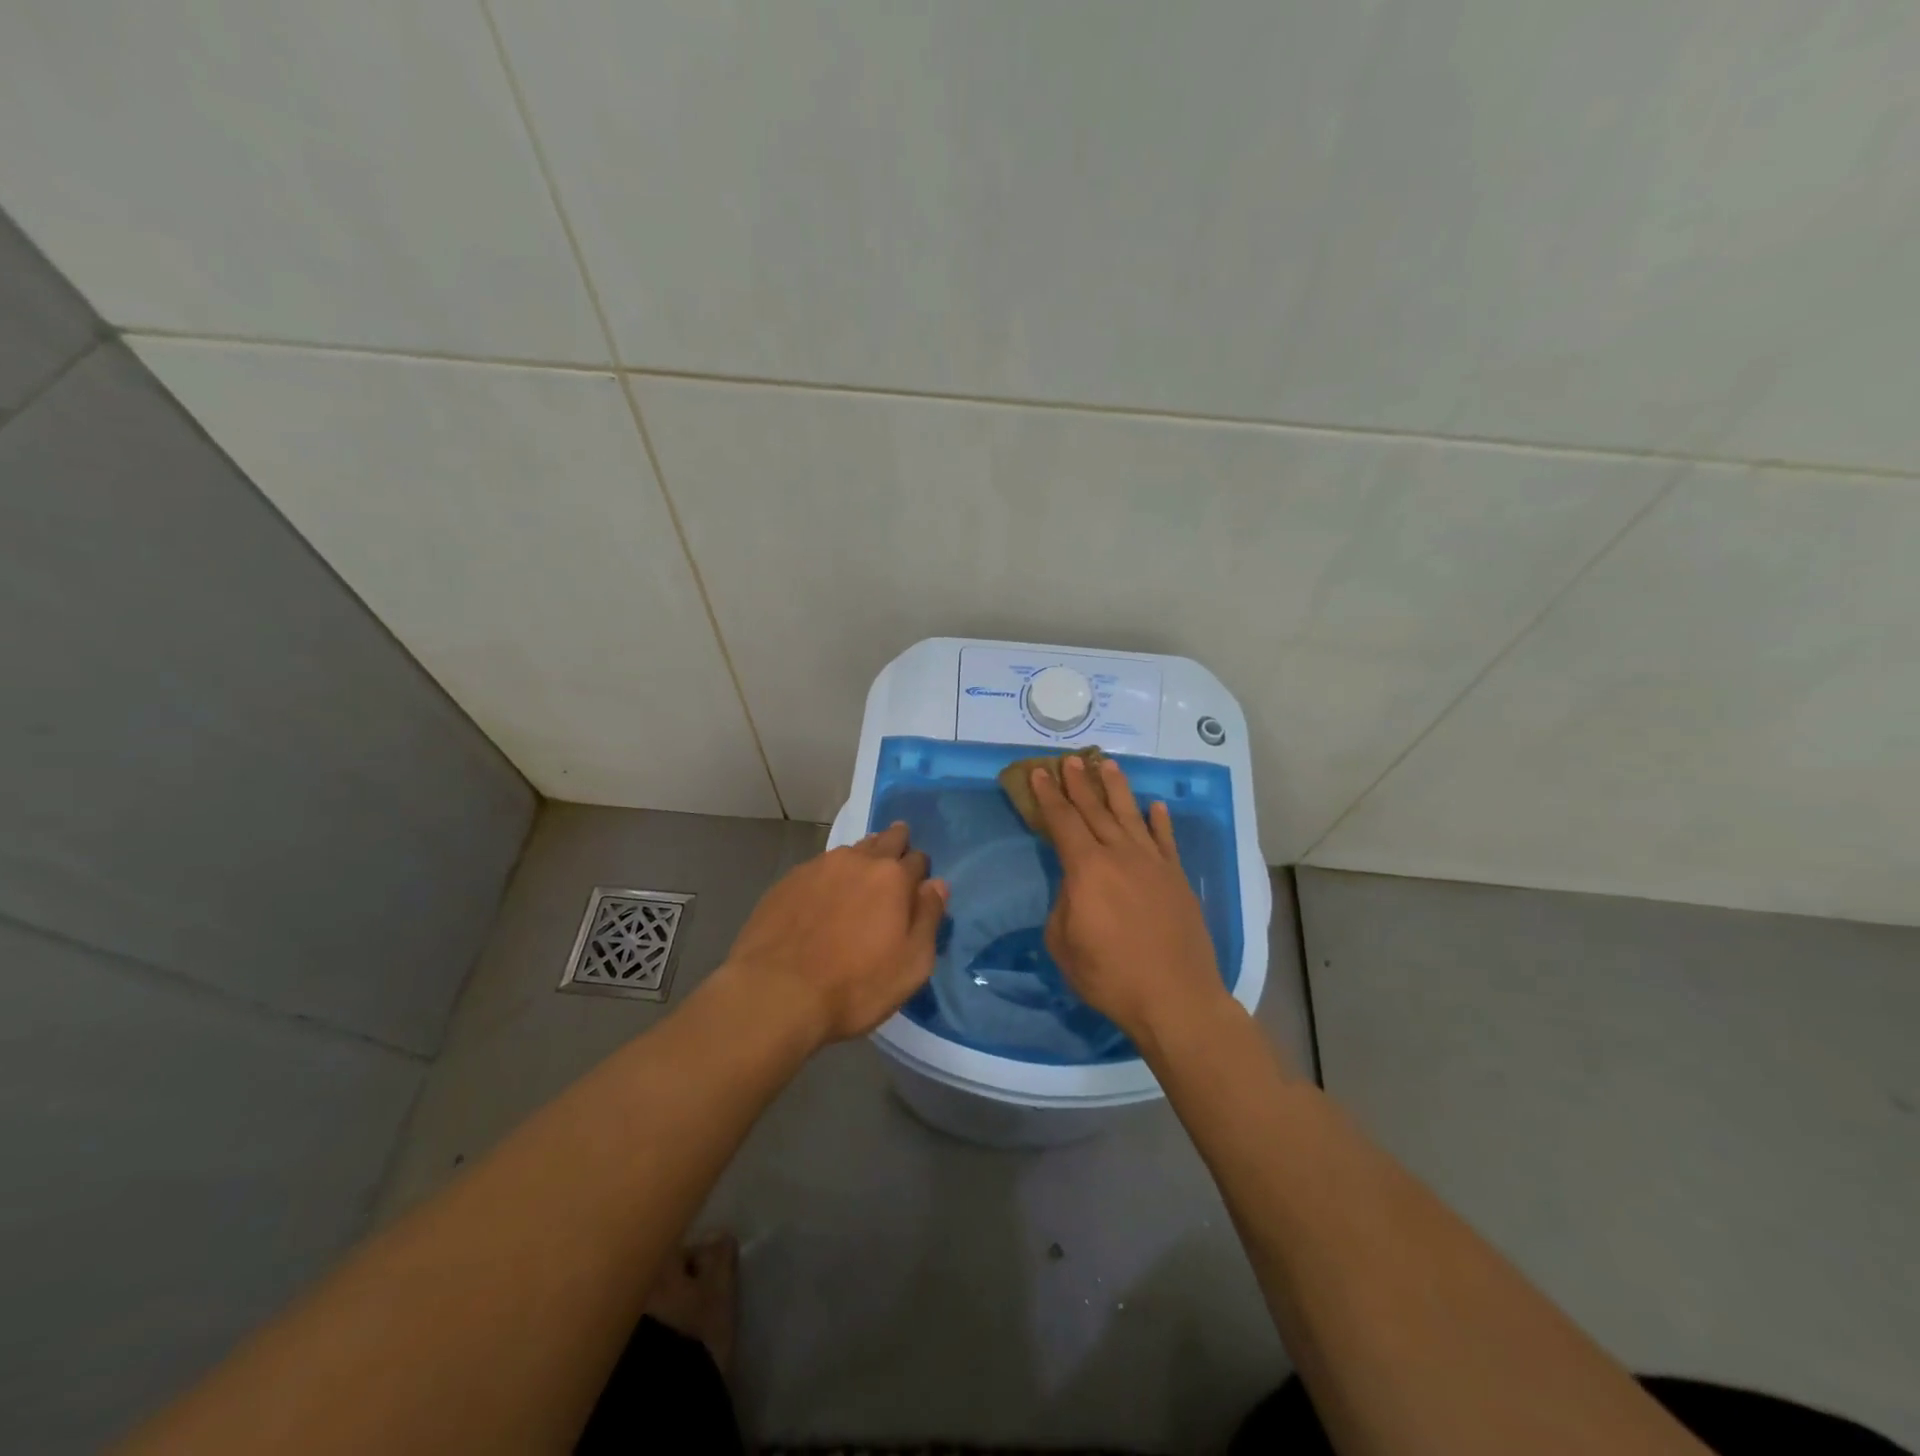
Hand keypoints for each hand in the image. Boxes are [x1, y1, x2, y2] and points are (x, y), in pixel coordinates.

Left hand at [724, 823, 947, 1045]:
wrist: (775, 994)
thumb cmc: (855, 985)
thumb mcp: (912, 965)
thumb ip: (929, 918)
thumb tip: (936, 885)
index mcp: (892, 877)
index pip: (918, 859)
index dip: (920, 872)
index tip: (917, 886)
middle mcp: (857, 860)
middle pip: (884, 840)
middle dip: (895, 845)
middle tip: (894, 862)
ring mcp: (818, 867)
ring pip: (850, 852)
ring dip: (861, 860)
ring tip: (859, 881)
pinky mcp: (787, 881)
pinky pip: (819, 869)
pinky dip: (829, 878)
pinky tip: (822, 900)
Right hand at [1031, 755, 1228, 1043]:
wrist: (1174, 997)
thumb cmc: (1109, 975)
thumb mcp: (1064, 944)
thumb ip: (1064, 905)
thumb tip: (1076, 888)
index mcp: (1087, 869)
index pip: (1062, 822)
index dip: (1048, 796)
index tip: (1038, 773)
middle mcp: (1120, 855)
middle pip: (1095, 810)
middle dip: (1079, 783)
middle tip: (1070, 759)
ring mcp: (1153, 864)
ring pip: (1131, 815)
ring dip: (1117, 789)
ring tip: (1107, 765)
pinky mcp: (1177, 879)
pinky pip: (1166, 841)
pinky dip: (1160, 821)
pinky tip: (1155, 807)